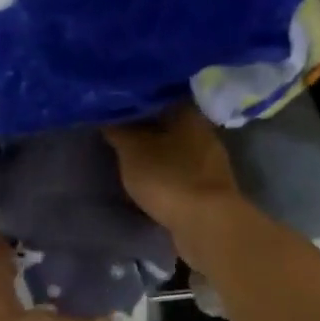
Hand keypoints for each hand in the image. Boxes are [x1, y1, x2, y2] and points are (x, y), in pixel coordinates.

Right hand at [104, 104, 242, 235]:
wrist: (207, 223)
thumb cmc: (168, 176)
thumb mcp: (131, 150)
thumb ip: (118, 129)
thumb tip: (107, 113)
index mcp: (188, 113)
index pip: (160, 96)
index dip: (137, 100)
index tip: (117, 107)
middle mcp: (204, 132)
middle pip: (170, 123)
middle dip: (147, 128)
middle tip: (120, 133)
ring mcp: (212, 162)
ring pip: (178, 149)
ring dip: (158, 153)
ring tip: (132, 158)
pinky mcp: (212, 188)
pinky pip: (183, 173)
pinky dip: (168, 175)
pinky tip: (152, 181)